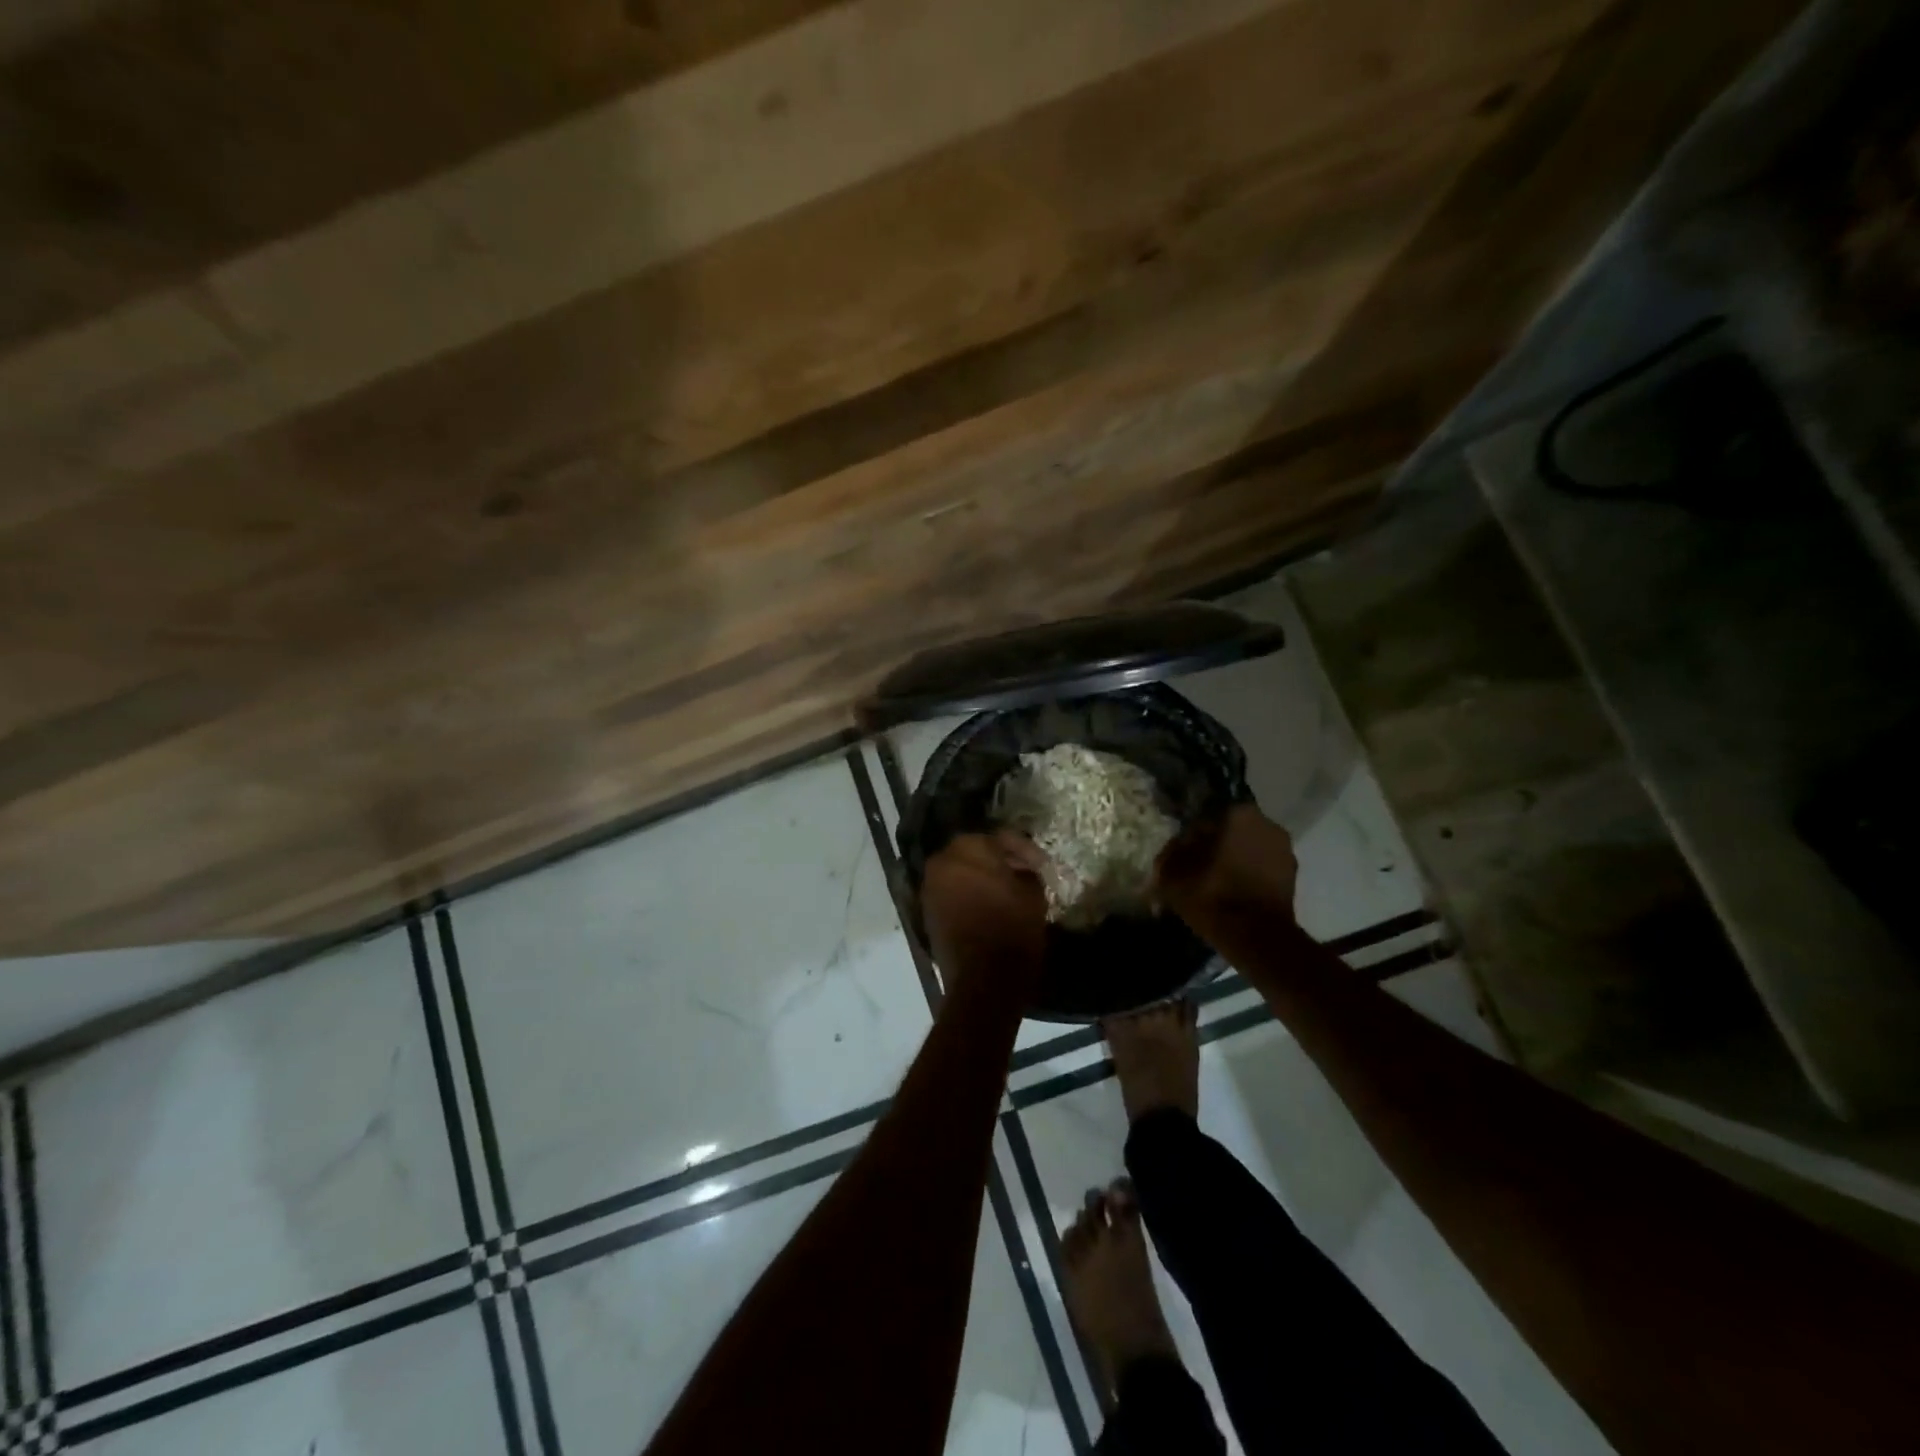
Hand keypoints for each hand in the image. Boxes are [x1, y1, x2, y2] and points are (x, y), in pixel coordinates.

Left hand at [920, 831, 1048, 990]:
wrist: (984, 979)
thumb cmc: (1013, 928)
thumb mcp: (1033, 893)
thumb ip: (1026, 870)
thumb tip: (1021, 870)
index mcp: (968, 847)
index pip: (1001, 838)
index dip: (1025, 850)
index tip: (1042, 865)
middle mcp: (942, 860)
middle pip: (975, 852)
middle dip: (999, 860)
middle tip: (1023, 873)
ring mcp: (930, 886)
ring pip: (960, 872)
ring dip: (981, 877)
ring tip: (1005, 890)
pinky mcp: (927, 910)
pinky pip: (951, 892)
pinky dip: (967, 894)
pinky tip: (987, 905)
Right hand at [1155, 805, 1297, 924]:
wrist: (1257, 937)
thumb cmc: (1213, 896)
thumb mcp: (1173, 875)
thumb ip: (1169, 854)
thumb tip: (1174, 848)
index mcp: (1237, 814)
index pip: (1205, 819)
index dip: (1190, 838)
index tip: (1181, 856)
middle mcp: (1266, 823)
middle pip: (1230, 831)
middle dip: (1215, 846)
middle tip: (1197, 869)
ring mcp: (1284, 849)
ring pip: (1248, 849)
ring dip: (1234, 860)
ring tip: (1216, 883)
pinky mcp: (1293, 875)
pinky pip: (1263, 868)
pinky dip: (1250, 876)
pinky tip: (1234, 893)